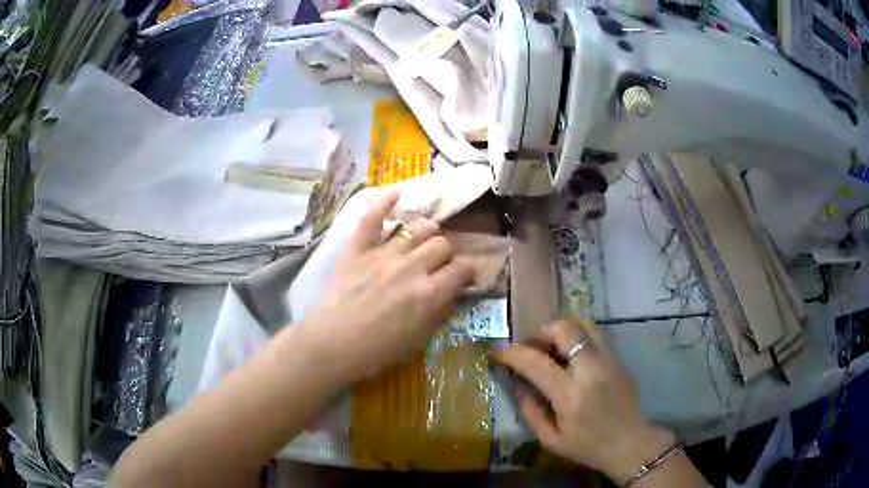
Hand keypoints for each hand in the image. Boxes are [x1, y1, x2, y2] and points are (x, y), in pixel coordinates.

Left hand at [302, 189, 473, 382]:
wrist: (333, 343)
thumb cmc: (377, 350)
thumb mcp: (418, 339)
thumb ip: (439, 312)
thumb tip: (452, 294)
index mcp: (429, 293)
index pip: (462, 269)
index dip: (468, 271)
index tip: (464, 277)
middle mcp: (412, 267)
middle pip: (442, 243)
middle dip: (447, 253)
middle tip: (440, 263)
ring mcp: (384, 254)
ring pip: (418, 227)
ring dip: (427, 232)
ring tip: (424, 239)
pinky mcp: (359, 249)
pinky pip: (373, 218)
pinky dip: (385, 201)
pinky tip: (398, 192)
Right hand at [493, 319, 675, 481]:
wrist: (630, 443)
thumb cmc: (587, 447)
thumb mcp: (550, 440)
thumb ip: (530, 411)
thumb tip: (518, 384)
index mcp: (571, 397)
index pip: (537, 363)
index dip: (513, 353)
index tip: (499, 352)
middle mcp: (592, 371)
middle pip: (565, 329)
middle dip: (541, 331)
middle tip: (531, 346)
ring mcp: (609, 361)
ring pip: (584, 324)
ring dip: (562, 329)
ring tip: (552, 345)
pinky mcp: (619, 359)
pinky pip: (597, 334)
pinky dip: (579, 335)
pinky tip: (572, 353)